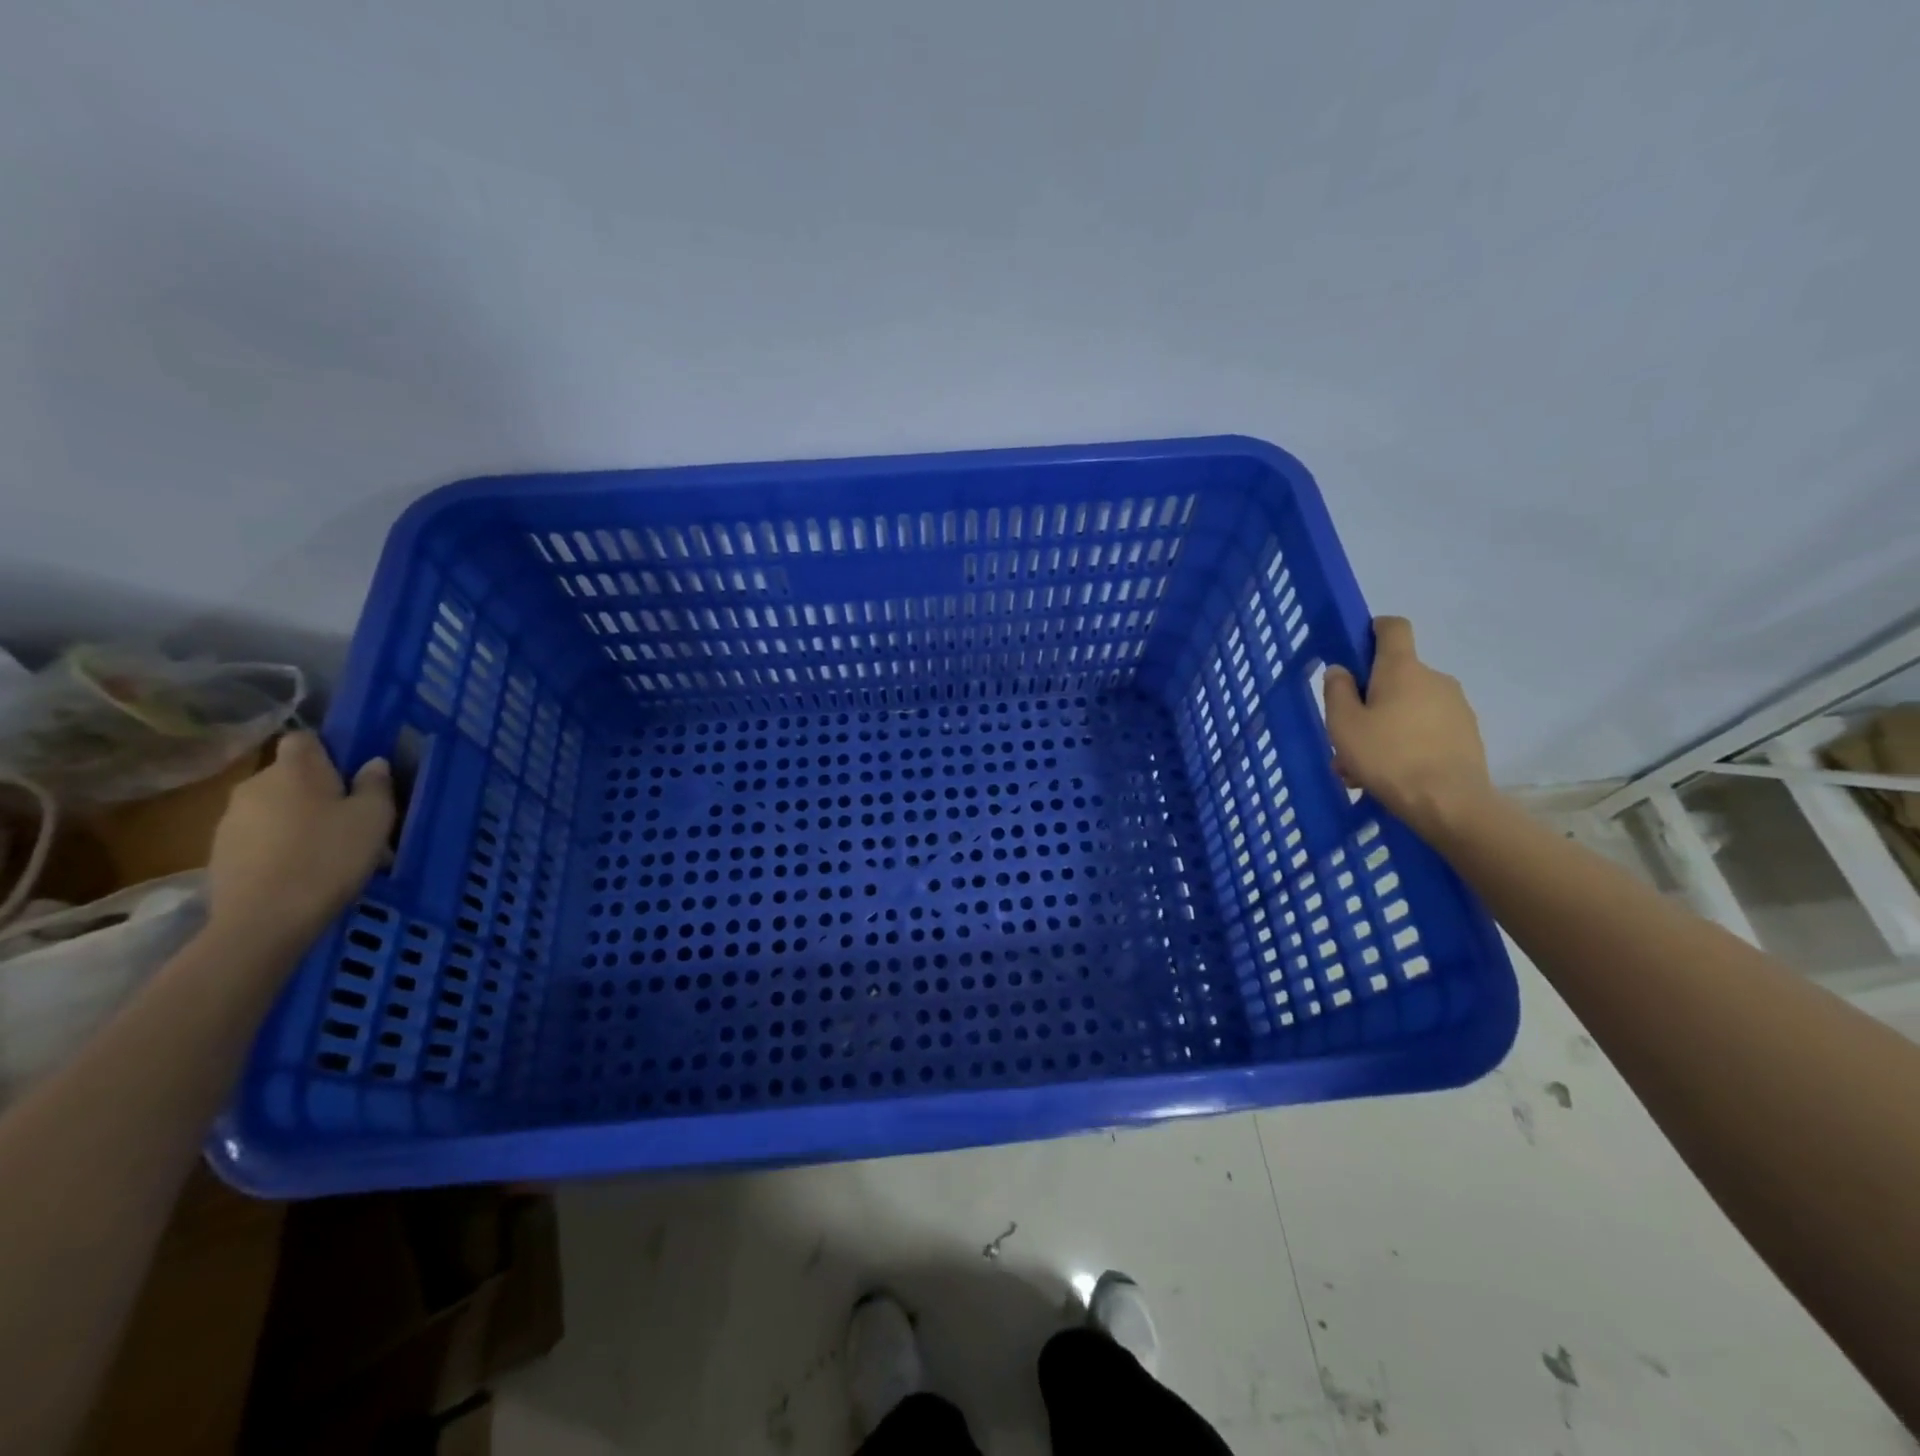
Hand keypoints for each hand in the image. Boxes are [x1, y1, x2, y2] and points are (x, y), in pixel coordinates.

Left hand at [207, 732, 394, 953]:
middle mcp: (255, 784)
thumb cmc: (329, 856)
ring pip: (273, 806)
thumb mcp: (374, 818)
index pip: (305, 738)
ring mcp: (230, 819)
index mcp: (294, 769)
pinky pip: (258, 835)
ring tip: (327, 847)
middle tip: (349, 816)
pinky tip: (301, 868)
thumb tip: (372, 763)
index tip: (353, 771)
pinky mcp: (218, 851)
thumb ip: (376, 785)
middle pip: (289, 775)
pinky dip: (278, 844)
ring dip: (297, 818)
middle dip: (316, 788)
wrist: (265, 918)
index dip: (329, 749)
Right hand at [1323, 616, 1495, 835]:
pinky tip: (1390, 774)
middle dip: (1369, 700)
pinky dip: (1406, 742)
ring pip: (1408, 707)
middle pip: (1395, 676)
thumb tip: (1341, 670)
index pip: (1393, 628)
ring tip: (1363, 766)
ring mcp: (1455, 706)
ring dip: (1384, 726)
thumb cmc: (1387, 757)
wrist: (1449, 803)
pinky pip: (1426, 728)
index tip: (1355, 650)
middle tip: (1346, 736)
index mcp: (1401, 669)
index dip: (1373, 629)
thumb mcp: (1343, 725)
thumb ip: (1337, 692)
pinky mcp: (1466, 734)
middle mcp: (1433, 678)